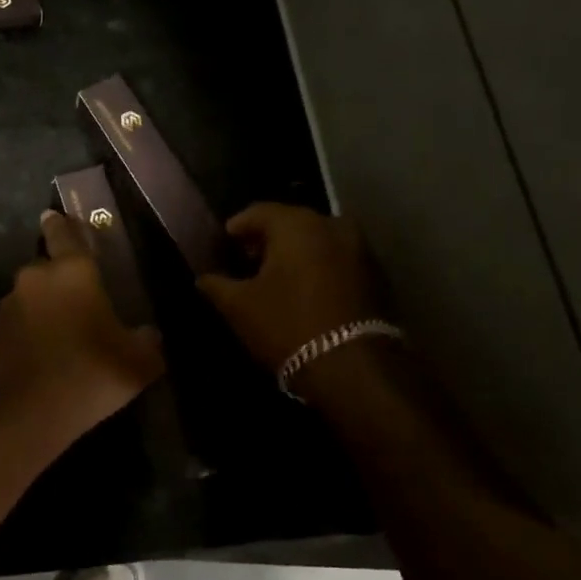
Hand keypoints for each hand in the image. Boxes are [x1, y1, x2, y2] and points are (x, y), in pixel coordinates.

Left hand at [0, 211, 164, 440]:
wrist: (31, 414)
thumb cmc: (92, 374)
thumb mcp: (139, 361)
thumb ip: (147, 341)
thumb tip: (148, 334)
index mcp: (72, 271)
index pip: (64, 233)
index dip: (61, 224)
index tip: (52, 215)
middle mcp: (35, 278)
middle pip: (48, 268)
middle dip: (60, 280)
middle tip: (79, 303)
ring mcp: (10, 305)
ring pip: (31, 296)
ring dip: (44, 307)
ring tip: (62, 335)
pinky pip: (18, 322)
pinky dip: (29, 330)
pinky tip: (44, 354)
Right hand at [196, 203, 392, 373]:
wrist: (352, 367)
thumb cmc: (287, 326)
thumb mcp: (238, 306)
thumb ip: (215, 284)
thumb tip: (203, 278)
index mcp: (297, 224)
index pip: (258, 212)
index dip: (237, 227)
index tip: (224, 244)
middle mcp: (333, 225)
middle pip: (291, 223)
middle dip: (268, 240)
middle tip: (248, 261)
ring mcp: (360, 249)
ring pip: (318, 241)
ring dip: (296, 254)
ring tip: (276, 279)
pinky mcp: (377, 275)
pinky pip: (337, 260)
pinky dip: (318, 268)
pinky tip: (304, 291)